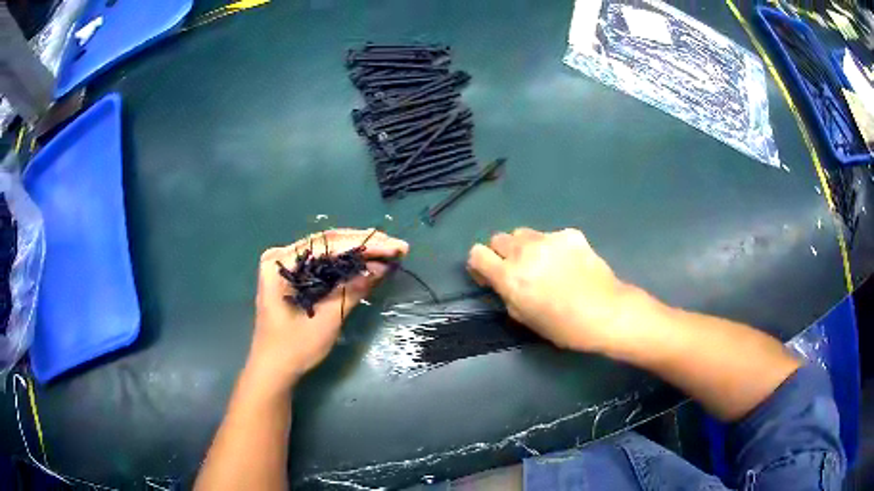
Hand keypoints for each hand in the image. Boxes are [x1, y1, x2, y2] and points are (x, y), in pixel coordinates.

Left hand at [248, 229, 408, 387]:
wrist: (273, 370)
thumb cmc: (294, 347)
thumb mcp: (327, 318)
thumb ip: (353, 289)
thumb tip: (382, 267)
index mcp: (280, 262)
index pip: (328, 244)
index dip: (365, 244)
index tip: (395, 246)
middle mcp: (281, 256)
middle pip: (328, 243)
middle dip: (364, 244)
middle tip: (397, 246)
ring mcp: (286, 266)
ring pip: (327, 252)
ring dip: (357, 252)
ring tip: (387, 251)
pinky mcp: (293, 278)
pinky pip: (323, 264)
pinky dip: (345, 265)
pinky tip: (365, 263)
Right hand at [467, 228, 641, 352]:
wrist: (606, 312)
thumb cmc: (564, 326)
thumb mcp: (525, 318)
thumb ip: (508, 295)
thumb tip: (504, 283)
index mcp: (509, 276)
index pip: (477, 253)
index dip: (480, 264)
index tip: (490, 276)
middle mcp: (524, 251)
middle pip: (498, 238)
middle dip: (502, 253)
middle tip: (519, 270)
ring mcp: (548, 239)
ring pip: (523, 233)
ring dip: (525, 246)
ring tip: (543, 263)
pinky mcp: (570, 234)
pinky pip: (551, 236)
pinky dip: (553, 247)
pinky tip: (569, 263)